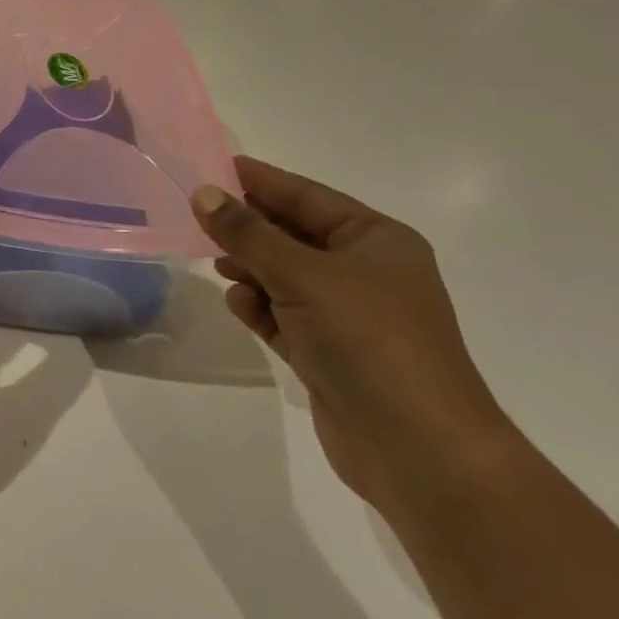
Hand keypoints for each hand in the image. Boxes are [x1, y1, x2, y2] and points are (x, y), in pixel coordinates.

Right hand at [192, 158, 515, 518]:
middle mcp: (366, 273)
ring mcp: (350, 317)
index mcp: (377, 241)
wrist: (420, 451)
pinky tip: (238, 305)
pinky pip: (285, 317)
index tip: (213, 166)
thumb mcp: (302, 274)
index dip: (260, 180)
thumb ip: (247, 233)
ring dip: (251, 270)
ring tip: (217, 266)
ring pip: (286, 277)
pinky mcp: (332, 355)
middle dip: (249, 229)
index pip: (307, 196)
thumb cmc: (368, 340)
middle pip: (293, 235)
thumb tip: (203, 194)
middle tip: (198, 217)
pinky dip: (260, 308)